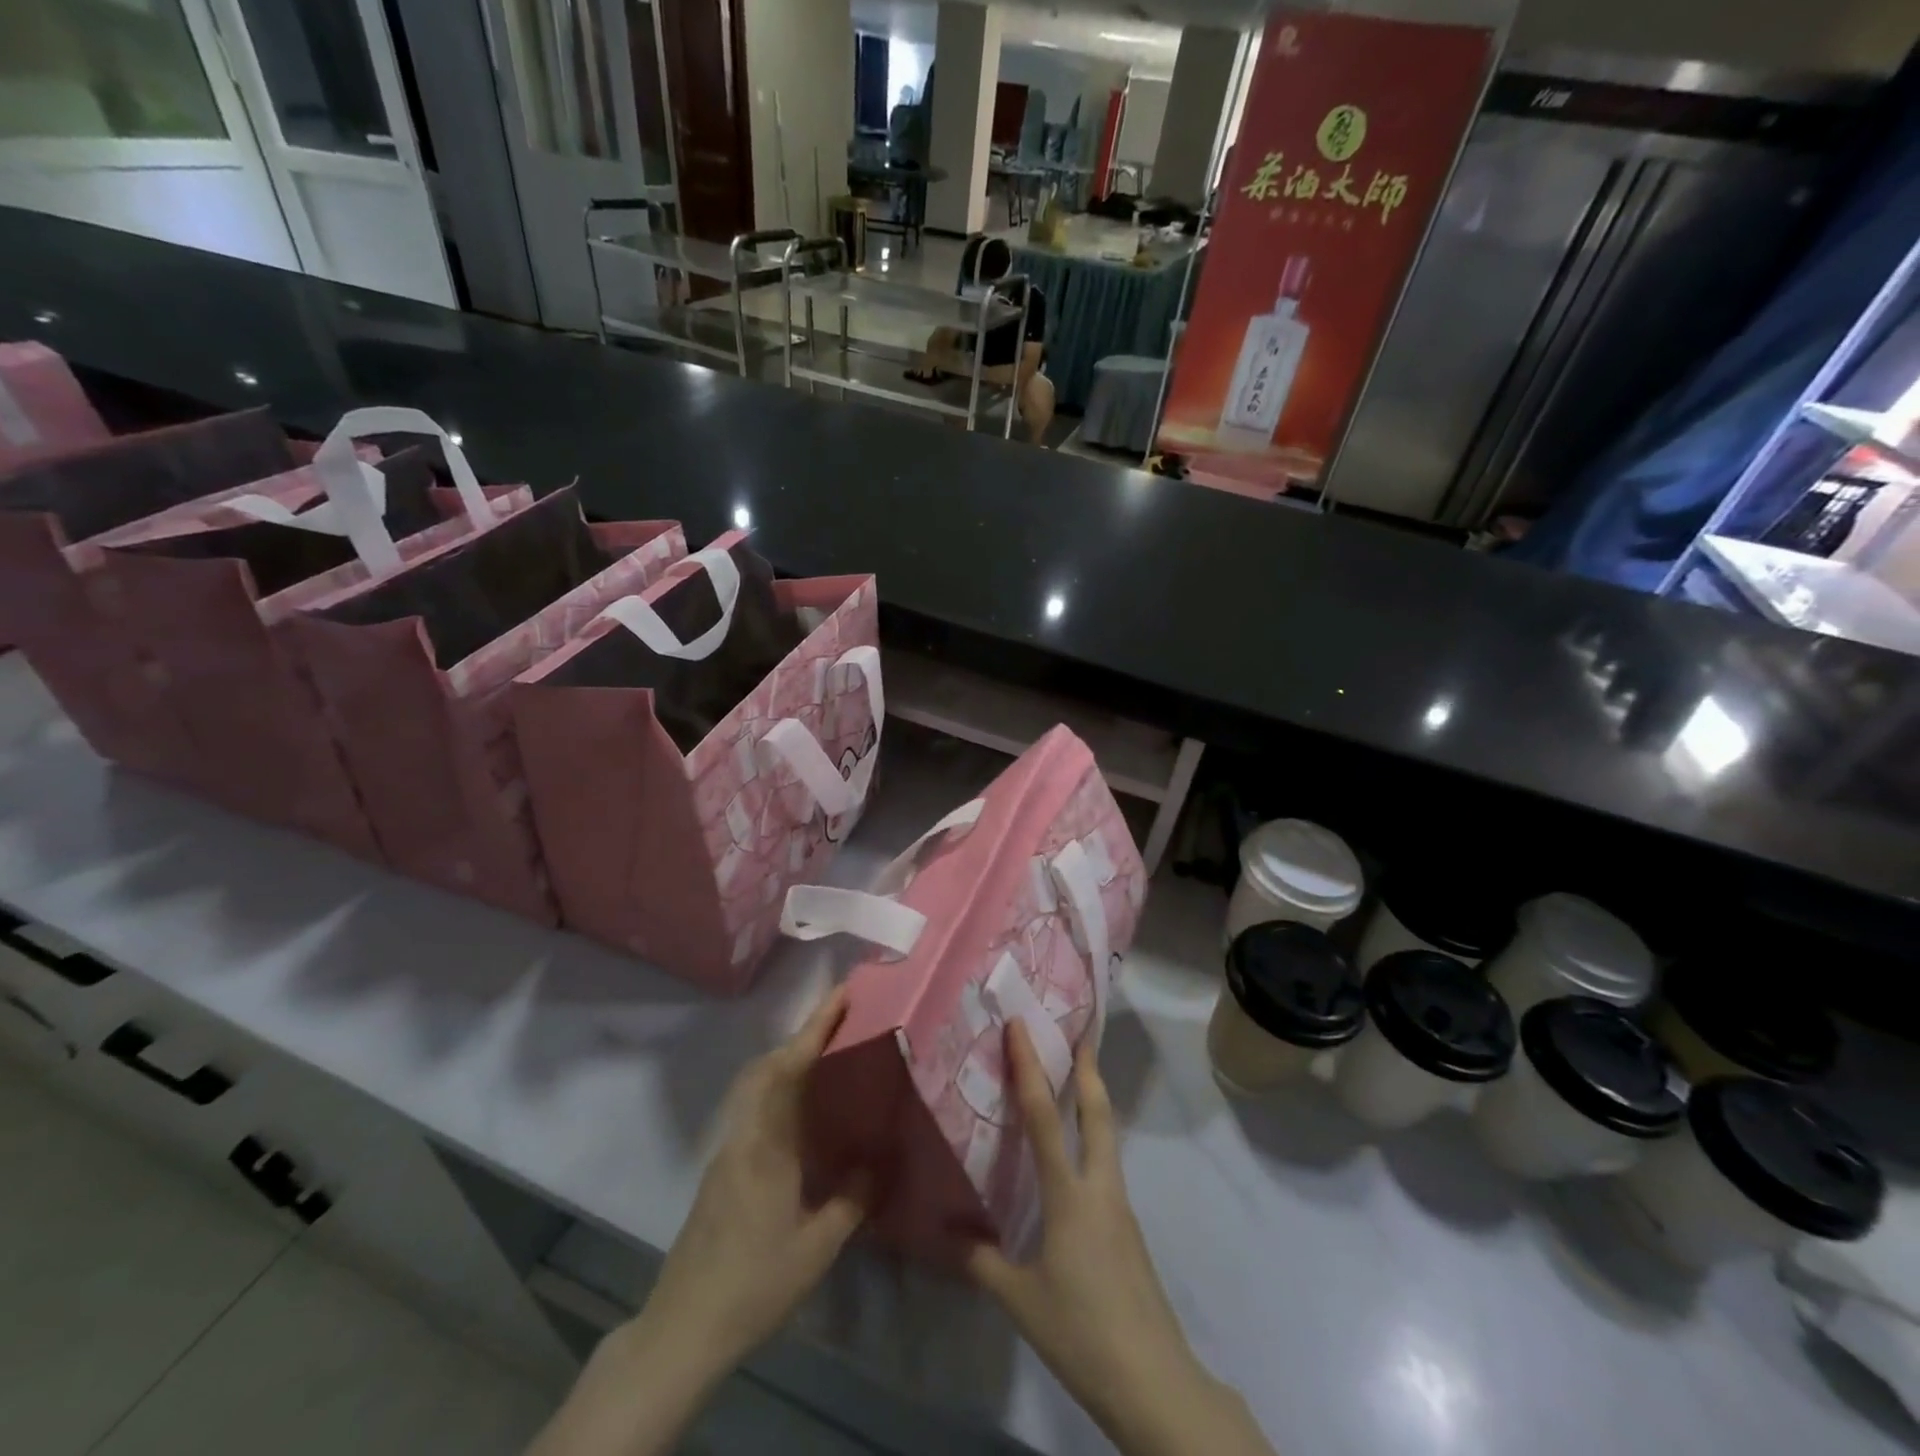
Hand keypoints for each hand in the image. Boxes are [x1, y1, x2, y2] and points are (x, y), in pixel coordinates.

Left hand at [527, 992, 866, 1455]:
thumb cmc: (753, 1285)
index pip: (789, 1069)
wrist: (683, 1328)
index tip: (841, 996)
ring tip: (829, 1056)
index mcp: (766, 1144)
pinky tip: (805, 1112)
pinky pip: (756, 1109)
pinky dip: (781, 1089)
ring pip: (757, 1086)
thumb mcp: (816, 1249)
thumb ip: (851, 1200)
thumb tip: (877, 1161)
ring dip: (789, 1060)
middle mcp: (743, 1135)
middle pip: (767, 1066)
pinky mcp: (723, 1170)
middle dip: (802, 1036)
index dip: (815, 1028)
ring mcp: (728, 1151)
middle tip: (842, 1020)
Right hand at [968, 1023, 1274, 1455]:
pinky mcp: (1129, 1231)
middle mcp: (1101, 1188)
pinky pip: (1107, 1170)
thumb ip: (981, 1261)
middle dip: (1088, 1071)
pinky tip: (1075, 1164)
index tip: (1023, 1026)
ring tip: (1076, 1085)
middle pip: (1098, 1114)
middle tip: (1079, 1036)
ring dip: (1093, 1104)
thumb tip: (946, 1232)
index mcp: (1070, 1194)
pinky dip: (1092, 1144)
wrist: (1153, 1381)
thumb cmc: (1082, 1331)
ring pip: (1108, 1139)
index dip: (1031, 1067)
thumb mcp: (1020, 1300)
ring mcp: (1121, 1209)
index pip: (1046, 1116)